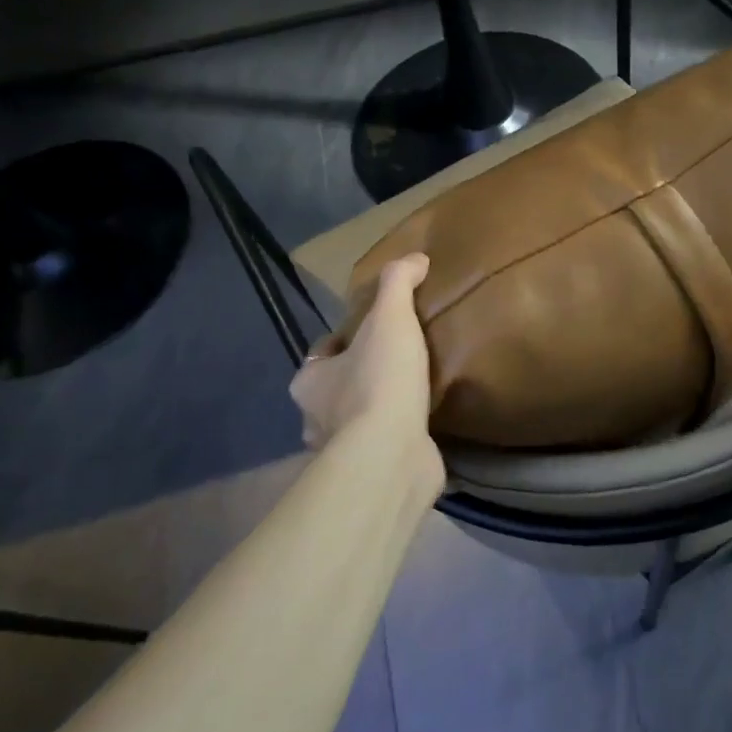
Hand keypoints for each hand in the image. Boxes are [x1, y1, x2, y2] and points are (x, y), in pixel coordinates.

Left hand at [290, 253, 443, 502]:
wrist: (391, 454)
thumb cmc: (380, 382)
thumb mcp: (390, 318)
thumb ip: (398, 284)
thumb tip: (415, 258)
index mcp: (310, 382)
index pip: (322, 354)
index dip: (344, 341)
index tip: (372, 332)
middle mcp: (316, 419)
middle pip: (336, 390)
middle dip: (358, 378)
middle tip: (396, 363)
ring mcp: (342, 451)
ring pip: (356, 422)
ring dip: (377, 411)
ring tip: (412, 395)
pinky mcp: (371, 473)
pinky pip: (382, 447)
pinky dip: (396, 437)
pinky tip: (421, 428)